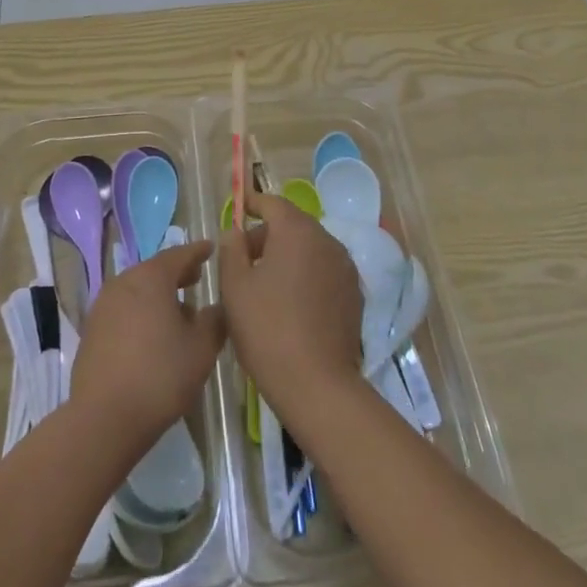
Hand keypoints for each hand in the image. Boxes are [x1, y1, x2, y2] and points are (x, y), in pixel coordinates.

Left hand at [69, 239, 225, 450]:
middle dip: (177, 273)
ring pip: (137, 290)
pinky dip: (140, 312)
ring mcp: (103, 306)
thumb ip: (214, 320)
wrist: (104, 418)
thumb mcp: (202, 348)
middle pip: (155, 270)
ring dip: (157, 294)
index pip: (179, 254)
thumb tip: (216, 308)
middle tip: (196, 277)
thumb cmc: (161, 376)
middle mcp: (124, 282)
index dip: (198, 251)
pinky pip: (123, 309)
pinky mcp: (91, 330)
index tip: (211, 248)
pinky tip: (152, 334)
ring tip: (177, 310)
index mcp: (151, 278)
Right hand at [218, 193, 362, 421]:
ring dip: (288, 255)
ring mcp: (345, 267)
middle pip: (293, 225)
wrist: (317, 384)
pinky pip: (324, 270)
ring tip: (265, 283)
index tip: (239, 207)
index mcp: (297, 231)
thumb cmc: (267, 329)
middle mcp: (327, 240)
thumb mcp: (234, 287)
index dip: (253, 203)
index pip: (273, 203)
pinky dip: (306, 274)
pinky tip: (291, 302)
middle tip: (242, 259)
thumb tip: (234, 231)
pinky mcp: (354, 294)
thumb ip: (231, 249)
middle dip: (267, 235)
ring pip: (310, 248)